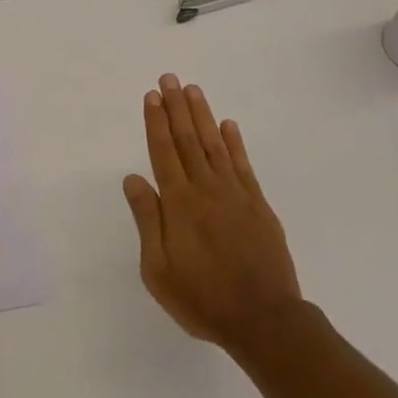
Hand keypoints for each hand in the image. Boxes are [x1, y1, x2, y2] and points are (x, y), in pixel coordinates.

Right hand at [122, 74, 303, 351]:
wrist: (263, 319)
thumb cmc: (202, 298)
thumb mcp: (158, 270)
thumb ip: (148, 221)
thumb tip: (133, 179)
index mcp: (179, 204)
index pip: (164, 152)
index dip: (156, 122)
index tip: (151, 96)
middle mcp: (206, 189)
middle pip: (188, 140)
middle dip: (176, 107)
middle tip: (169, 78)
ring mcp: (235, 194)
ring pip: (215, 145)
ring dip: (203, 115)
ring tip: (193, 90)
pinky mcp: (258, 204)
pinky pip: (243, 165)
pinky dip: (234, 143)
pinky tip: (228, 125)